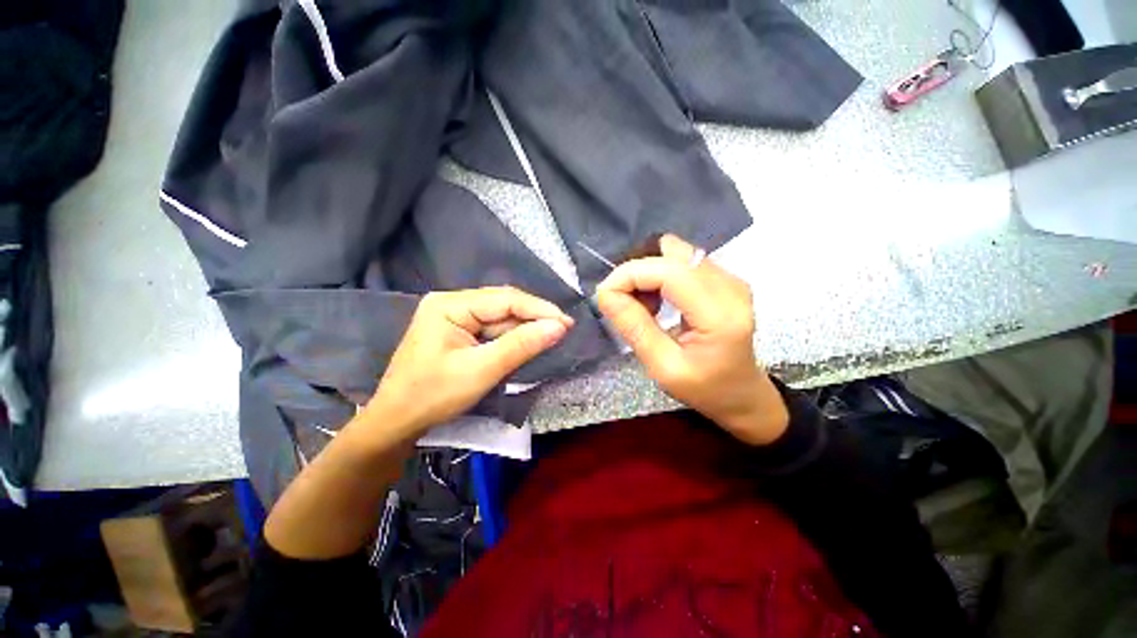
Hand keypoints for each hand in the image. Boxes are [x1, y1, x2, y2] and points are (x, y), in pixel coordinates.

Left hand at [366, 287, 572, 434]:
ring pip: (500, 317)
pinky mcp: (459, 331)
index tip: (567, 322)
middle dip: (533, 318)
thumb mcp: (481, 370)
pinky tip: (528, 342)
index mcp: (450, 305)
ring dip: (525, 328)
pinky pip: (492, 329)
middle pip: (503, 305)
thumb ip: (521, 345)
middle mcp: (452, 303)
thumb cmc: (433, 396)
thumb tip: (559, 326)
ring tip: (552, 336)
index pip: (505, 299)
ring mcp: (455, 317)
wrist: (396, 422)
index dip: (539, 309)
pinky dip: (512, 337)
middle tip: (564, 329)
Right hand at [596, 235, 788, 444]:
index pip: (668, 271)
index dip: (629, 275)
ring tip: (644, 305)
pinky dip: (660, 275)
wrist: (741, 393)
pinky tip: (659, 300)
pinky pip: (682, 261)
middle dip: (636, 274)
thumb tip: (605, 294)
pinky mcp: (725, 277)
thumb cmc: (703, 388)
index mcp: (719, 315)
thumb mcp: (662, 367)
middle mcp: (731, 287)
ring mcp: (731, 278)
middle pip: (671, 256)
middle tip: (623, 304)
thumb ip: (634, 328)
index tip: (604, 295)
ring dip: (648, 274)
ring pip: (675, 254)